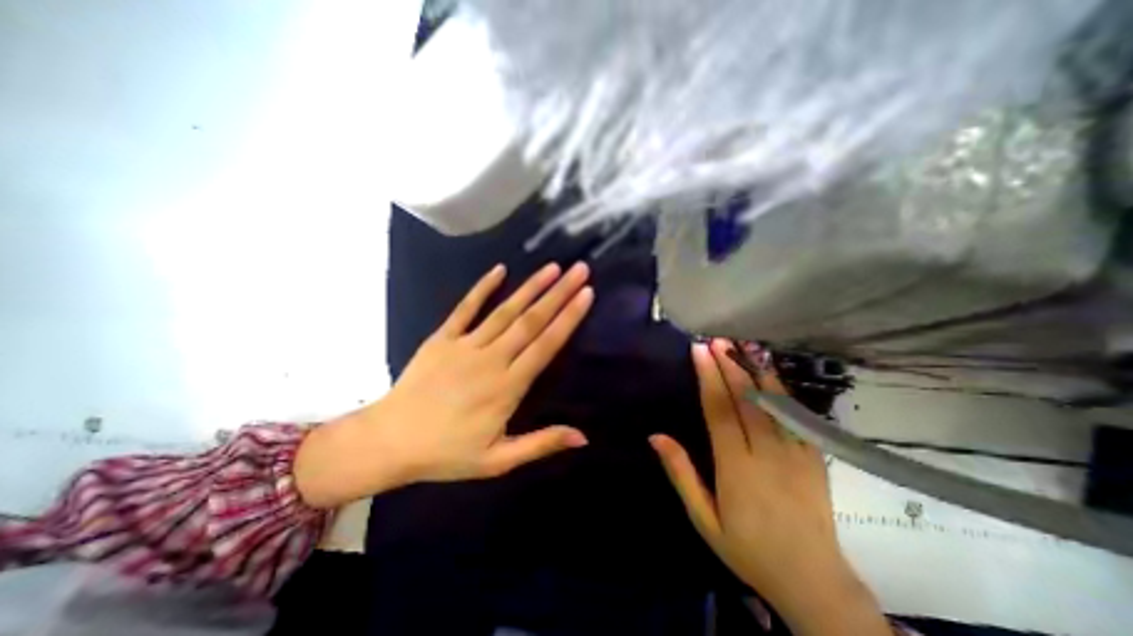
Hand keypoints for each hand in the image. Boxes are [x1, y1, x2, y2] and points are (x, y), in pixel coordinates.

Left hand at [291, 262, 595, 506]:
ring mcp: (465, 345)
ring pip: (505, 311)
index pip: (546, 346)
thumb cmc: (447, 453)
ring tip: (553, 267)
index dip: (568, 319)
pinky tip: (500, 269)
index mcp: (507, 387)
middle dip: (559, 294)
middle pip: (531, 321)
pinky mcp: (442, 338)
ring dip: (530, 287)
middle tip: (580, 270)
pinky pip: (465, 308)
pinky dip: (482, 288)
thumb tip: (583, 437)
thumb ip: (540, 445)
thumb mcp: (498, 461)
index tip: (586, 294)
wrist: (389, 442)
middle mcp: (491, 359)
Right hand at [651, 342, 889, 632]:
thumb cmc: (748, 548)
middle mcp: (767, 453)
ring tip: (741, 345)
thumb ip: (681, 473)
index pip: (720, 410)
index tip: (699, 351)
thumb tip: (655, 436)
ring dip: (754, 369)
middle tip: (716, 340)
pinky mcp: (815, 456)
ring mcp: (797, 452)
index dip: (708, 377)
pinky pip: (796, 414)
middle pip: (745, 398)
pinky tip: (770, 372)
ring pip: (773, 401)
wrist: (812, 581)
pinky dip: (781, 389)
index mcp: (736, 467)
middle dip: (729, 364)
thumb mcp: (703, 518)